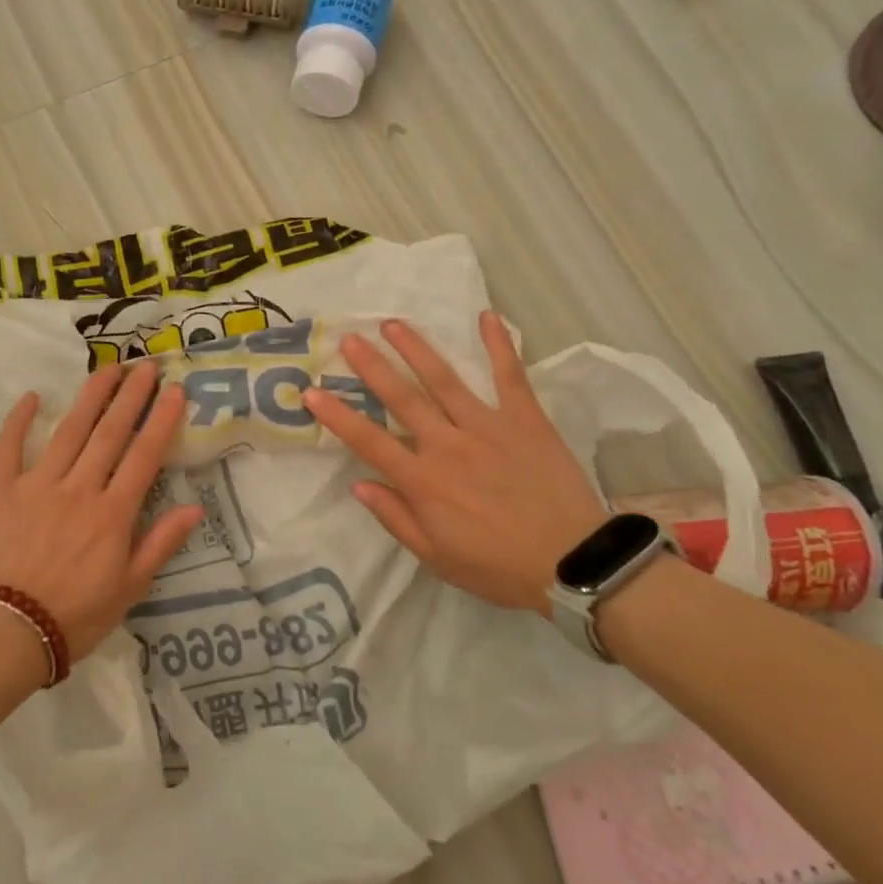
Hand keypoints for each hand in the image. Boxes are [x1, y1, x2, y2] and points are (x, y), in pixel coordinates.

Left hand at [0, 359, 203, 660]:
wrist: (5, 633)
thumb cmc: (75, 616)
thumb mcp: (130, 589)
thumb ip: (160, 543)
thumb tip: (195, 507)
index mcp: (113, 513)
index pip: (144, 456)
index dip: (162, 420)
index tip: (175, 390)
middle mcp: (79, 489)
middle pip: (110, 433)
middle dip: (132, 396)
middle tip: (146, 365)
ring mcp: (37, 485)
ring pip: (70, 431)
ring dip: (91, 397)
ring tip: (108, 369)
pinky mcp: (0, 491)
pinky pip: (9, 447)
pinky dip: (19, 420)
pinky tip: (33, 396)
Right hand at [302, 312, 605, 615]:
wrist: (571, 561)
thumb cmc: (497, 566)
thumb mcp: (436, 557)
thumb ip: (395, 518)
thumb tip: (359, 485)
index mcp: (423, 481)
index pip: (369, 441)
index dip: (337, 416)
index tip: (311, 393)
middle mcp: (448, 445)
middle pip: (402, 399)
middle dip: (372, 367)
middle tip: (350, 338)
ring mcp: (488, 426)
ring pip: (444, 380)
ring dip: (416, 349)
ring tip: (393, 323)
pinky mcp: (525, 419)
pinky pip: (509, 376)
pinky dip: (499, 345)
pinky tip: (486, 317)